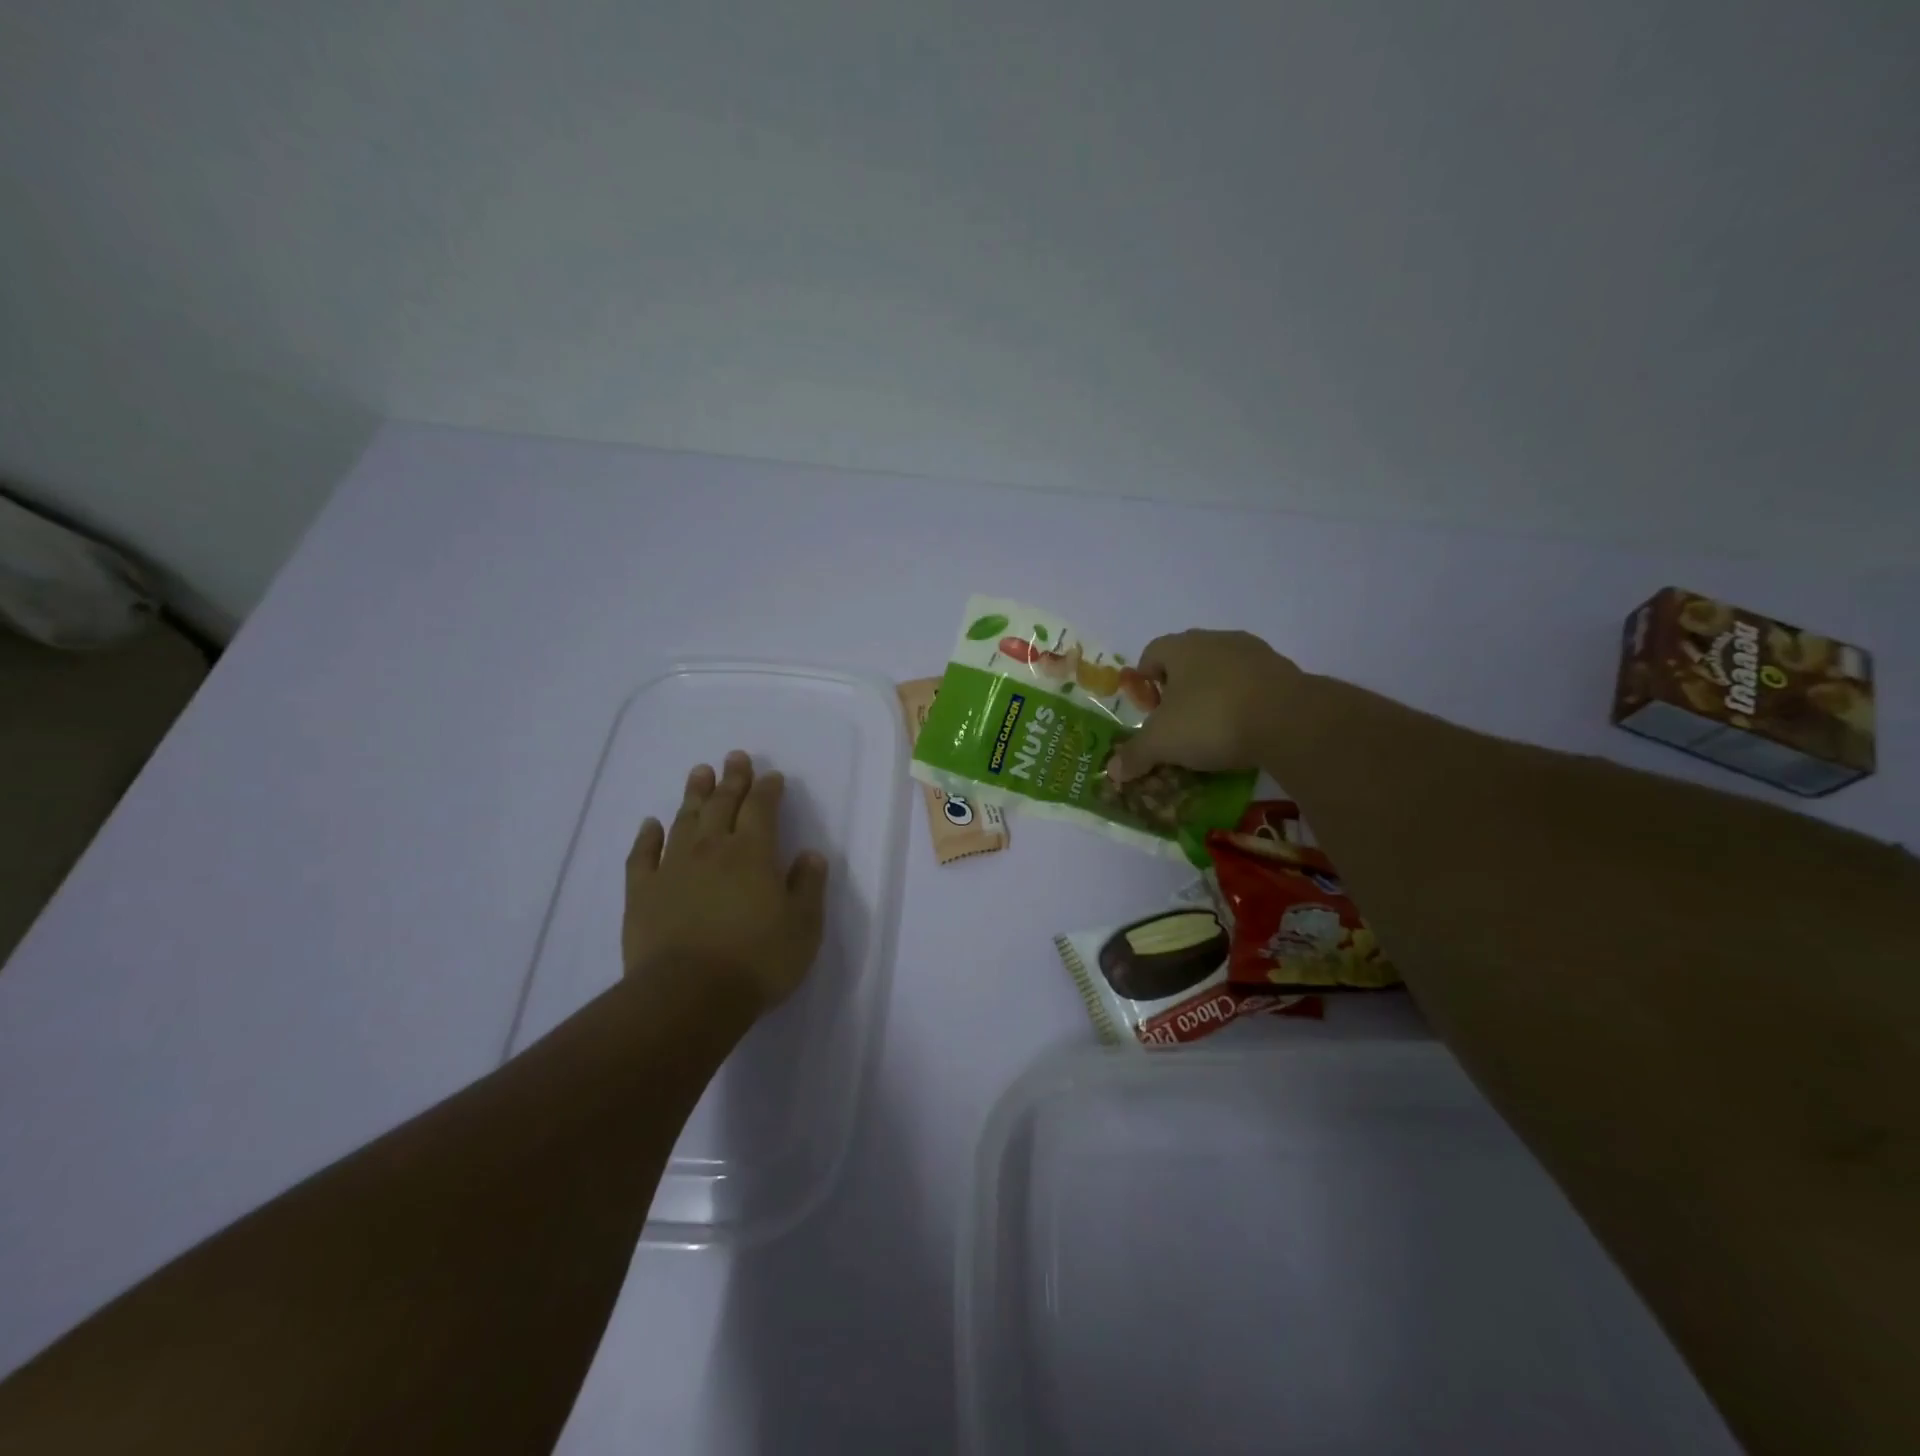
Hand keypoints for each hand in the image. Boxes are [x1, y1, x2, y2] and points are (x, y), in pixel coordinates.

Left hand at [623, 752, 830, 1018]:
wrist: (688, 995)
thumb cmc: (757, 960)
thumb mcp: (803, 926)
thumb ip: (808, 886)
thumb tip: (810, 854)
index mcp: (753, 853)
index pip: (762, 809)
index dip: (768, 790)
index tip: (772, 776)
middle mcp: (712, 849)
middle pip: (723, 804)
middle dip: (732, 779)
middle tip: (734, 757)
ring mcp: (673, 868)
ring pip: (684, 820)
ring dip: (694, 795)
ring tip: (699, 772)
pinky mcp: (642, 893)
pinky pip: (642, 855)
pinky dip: (647, 836)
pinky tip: (650, 824)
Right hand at [1106, 630, 1301, 782]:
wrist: (1290, 721)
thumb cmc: (1211, 720)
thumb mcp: (1162, 743)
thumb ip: (1135, 755)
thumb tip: (1112, 771)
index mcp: (1181, 647)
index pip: (1151, 653)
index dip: (1144, 682)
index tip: (1149, 711)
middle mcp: (1216, 641)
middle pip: (1188, 661)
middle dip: (1179, 690)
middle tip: (1177, 723)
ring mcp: (1255, 653)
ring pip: (1223, 672)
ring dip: (1214, 695)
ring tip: (1212, 731)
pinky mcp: (1286, 672)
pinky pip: (1253, 686)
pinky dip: (1244, 704)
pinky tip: (1244, 732)